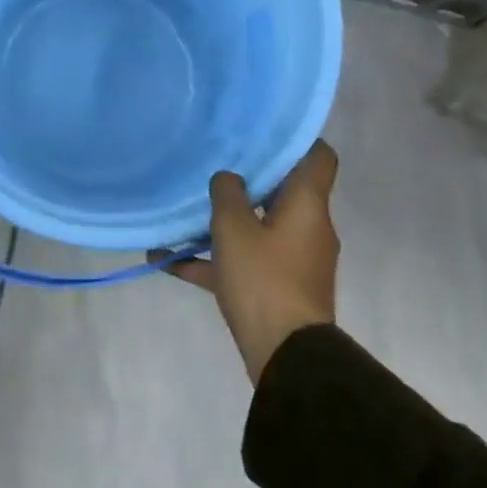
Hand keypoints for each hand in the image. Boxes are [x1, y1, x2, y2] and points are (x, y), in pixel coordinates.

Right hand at [155, 141, 339, 382]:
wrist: (286, 356)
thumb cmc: (264, 278)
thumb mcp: (233, 228)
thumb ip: (227, 193)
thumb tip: (228, 178)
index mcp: (307, 205)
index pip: (318, 157)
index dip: (295, 139)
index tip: (262, 131)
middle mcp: (308, 227)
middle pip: (282, 191)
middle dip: (247, 180)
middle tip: (213, 164)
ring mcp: (294, 260)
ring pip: (258, 228)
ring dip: (223, 223)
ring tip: (183, 214)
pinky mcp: (279, 288)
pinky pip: (244, 263)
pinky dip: (213, 260)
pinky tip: (167, 261)